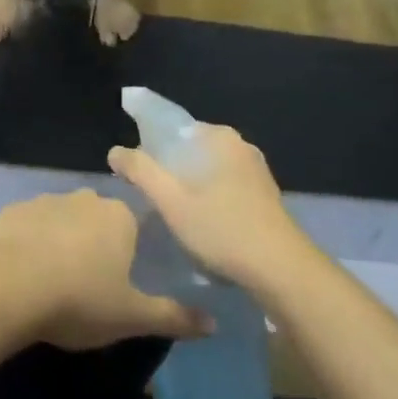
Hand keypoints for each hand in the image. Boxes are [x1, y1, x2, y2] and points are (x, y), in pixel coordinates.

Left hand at [0, 191, 207, 350]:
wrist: (6, 287)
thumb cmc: (78, 300)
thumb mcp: (132, 317)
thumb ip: (174, 317)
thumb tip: (215, 323)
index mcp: (119, 217)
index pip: (135, 225)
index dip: (130, 251)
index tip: (122, 278)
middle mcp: (85, 198)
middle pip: (99, 219)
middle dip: (97, 244)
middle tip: (90, 283)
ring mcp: (46, 200)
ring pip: (63, 219)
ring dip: (63, 240)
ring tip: (55, 279)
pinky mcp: (13, 211)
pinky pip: (30, 225)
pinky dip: (31, 242)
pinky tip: (25, 271)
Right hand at [108, 126, 311, 291]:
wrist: (282, 271)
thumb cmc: (221, 229)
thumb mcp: (170, 201)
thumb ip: (140, 171)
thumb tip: (116, 151)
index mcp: (218, 136)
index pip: (171, 127)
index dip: (147, 146)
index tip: (134, 171)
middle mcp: (239, 145)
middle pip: (188, 149)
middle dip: (167, 167)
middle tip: (149, 196)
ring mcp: (256, 170)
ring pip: (206, 169)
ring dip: (187, 185)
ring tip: (170, 212)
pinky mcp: (265, 195)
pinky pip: (224, 185)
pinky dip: (207, 196)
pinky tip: (199, 222)